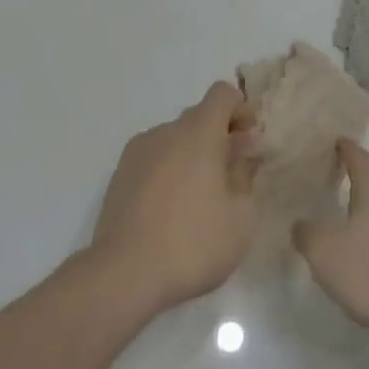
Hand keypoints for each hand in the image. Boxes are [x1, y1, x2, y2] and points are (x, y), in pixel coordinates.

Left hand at [90, 82, 258, 314]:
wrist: (124, 275)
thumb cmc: (192, 242)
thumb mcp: (240, 216)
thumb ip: (245, 174)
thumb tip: (243, 150)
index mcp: (198, 131)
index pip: (222, 93)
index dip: (241, 110)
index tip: (248, 143)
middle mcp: (166, 131)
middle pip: (199, 117)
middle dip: (219, 137)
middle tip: (231, 177)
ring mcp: (138, 151)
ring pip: (175, 140)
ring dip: (193, 156)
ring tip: (199, 201)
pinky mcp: (120, 174)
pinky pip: (154, 159)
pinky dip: (168, 171)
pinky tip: (170, 211)